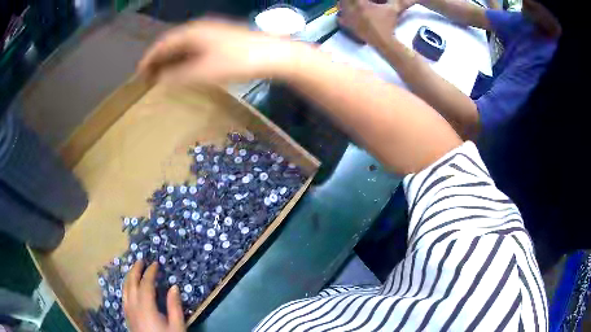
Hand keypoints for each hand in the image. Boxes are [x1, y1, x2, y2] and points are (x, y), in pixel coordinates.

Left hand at [123, 261, 184, 331]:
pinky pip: (123, 296)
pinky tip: (130, 288)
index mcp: (146, 307)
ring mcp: (128, 311)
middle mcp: (133, 305)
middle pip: (131, 283)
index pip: (146, 284)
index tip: (156, 264)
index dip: (150, 272)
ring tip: (134, 270)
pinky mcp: (127, 316)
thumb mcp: (177, 326)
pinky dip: (126, 287)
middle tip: (141, 260)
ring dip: (129, 277)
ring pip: (125, 288)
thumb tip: (173, 286)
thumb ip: (174, 306)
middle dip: (135, 270)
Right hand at [138, 19, 307, 84]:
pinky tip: (185, 67)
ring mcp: (212, 31)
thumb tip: (160, 78)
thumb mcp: (203, 72)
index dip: (148, 58)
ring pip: (183, 44)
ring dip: (170, 58)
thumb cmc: (237, 62)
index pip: (162, 44)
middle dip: (158, 58)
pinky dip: (184, 57)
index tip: (139, 73)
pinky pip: (195, 47)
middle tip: (148, 76)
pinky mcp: (221, 38)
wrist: (274, 54)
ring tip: (162, 73)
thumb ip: (178, 75)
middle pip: (171, 42)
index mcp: (191, 32)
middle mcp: (199, 28)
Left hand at [338, 0, 415, 43]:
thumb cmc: (388, 24)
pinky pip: (340, 17)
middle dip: (351, 0)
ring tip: (352, 5)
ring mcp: (347, 17)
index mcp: (360, 2)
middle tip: (360, 2)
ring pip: (340, 5)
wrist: (383, 41)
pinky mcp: (347, 26)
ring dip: (345, 3)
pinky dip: (342, 15)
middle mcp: (350, 8)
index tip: (366, 0)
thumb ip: (401, 1)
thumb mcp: (394, 10)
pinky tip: (348, 14)